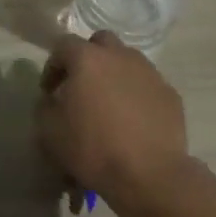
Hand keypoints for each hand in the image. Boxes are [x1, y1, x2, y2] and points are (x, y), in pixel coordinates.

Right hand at [37, 32, 189, 209]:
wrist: (148, 174)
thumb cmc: (92, 148)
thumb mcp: (49, 131)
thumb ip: (45, 106)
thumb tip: (52, 100)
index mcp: (88, 59)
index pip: (63, 45)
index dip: (52, 66)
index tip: (49, 91)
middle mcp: (121, 56)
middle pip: (101, 42)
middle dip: (87, 58)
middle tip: (80, 86)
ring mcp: (150, 73)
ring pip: (127, 61)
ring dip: (113, 75)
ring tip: (108, 104)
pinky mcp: (170, 94)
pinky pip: (147, 85)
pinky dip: (135, 94)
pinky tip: (132, 120)